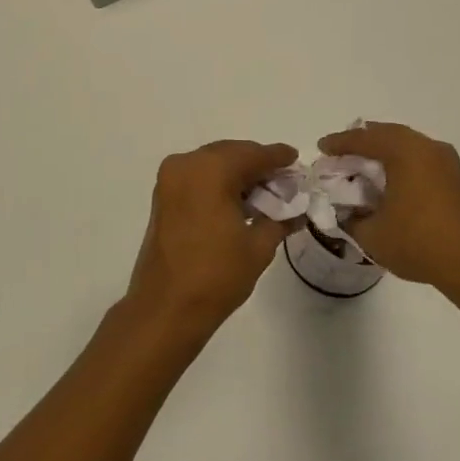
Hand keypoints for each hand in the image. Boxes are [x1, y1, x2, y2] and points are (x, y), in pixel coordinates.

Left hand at [126, 140, 298, 335]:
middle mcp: (186, 164)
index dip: (278, 157)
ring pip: (212, 164)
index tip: (296, 160)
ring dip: (238, 173)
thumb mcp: (258, 246)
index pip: (253, 154)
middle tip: (283, 180)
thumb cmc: (217, 275)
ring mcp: (170, 179)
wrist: (166, 307)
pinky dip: (218, 182)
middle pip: (231, 153)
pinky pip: (197, 177)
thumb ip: (280, 219)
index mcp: (211, 169)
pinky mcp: (162, 195)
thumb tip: (297, 210)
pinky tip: (239, 201)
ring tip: (265, 193)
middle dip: (257, 164)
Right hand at [319, 122, 459, 291]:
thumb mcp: (371, 234)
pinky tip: (390, 181)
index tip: (321, 148)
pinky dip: (401, 162)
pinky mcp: (457, 178)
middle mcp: (427, 148)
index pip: (364, 138)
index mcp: (405, 152)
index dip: (339, 142)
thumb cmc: (419, 243)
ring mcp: (446, 162)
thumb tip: (342, 210)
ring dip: (383, 151)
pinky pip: (421, 158)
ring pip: (407, 144)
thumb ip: (349, 217)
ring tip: (363, 165)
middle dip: (362, 141)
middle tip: (341, 152)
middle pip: (387, 133)